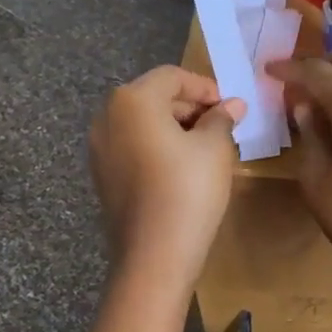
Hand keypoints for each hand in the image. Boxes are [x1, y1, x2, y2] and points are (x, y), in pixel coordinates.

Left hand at [89, 67, 245, 285]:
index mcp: (132, 100)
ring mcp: (99, 149)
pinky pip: (132, 148)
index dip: (205, 87)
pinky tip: (181, 168)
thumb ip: (221, 119)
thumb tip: (233, 105)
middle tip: (222, 126)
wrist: (154, 254)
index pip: (172, 77)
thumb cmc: (188, 190)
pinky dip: (157, 148)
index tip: (230, 106)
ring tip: (206, 147)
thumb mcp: (214, 149)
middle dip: (189, 107)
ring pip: (141, 124)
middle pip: (153, 97)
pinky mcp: (102, 176)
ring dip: (174, 128)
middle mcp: (107, 117)